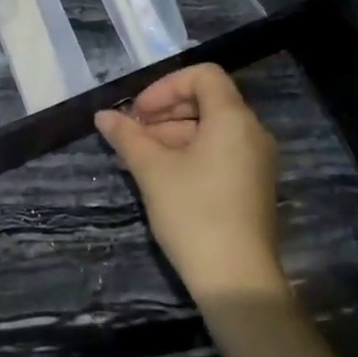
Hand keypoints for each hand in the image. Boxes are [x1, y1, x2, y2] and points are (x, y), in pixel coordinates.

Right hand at [95, 64, 286, 296]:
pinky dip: (187, 154)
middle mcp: (251, 132)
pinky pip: (218, 153)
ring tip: (133, 158)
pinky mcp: (251, 186)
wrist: (237, 281)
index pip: (203, 75)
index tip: (138, 112)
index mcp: (233, 118)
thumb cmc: (194, 213)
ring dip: (169, 136)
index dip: (166, 86)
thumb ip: (127, 136)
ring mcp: (254, 161)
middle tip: (130, 134)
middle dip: (163, 113)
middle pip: (205, 102)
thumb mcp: (152, 170)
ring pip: (208, 130)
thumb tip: (103, 115)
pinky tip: (157, 176)